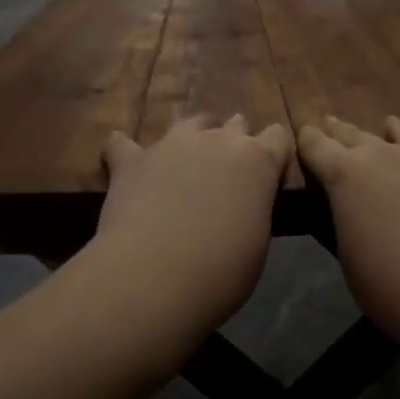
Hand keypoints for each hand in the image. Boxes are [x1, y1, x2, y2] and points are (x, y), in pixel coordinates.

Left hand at [94, 114, 292, 322]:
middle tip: (227, 174)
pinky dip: (125, 151)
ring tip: (186, 161)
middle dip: (234, 141)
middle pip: (235, 124)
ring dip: (192, 137)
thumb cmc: (222, 270)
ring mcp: (172, 144)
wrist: (156, 275)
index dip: (274, 153)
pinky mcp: (132, 160)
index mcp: (258, 161)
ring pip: (189, 122)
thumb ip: (252, 209)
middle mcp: (218, 140)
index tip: (268, 174)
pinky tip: (121, 158)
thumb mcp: (256, 241)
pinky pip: (123, 144)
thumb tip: (240, 208)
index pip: (277, 137)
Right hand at [297, 116, 399, 340]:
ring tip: (390, 126)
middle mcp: (384, 154)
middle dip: (341, 131)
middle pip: (355, 134)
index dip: (308, 139)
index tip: (305, 133)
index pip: (316, 146)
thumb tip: (351, 206)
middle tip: (332, 124)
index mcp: (345, 176)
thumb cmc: (393, 290)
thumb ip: (345, 219)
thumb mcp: (348, 257)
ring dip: (392, 131)